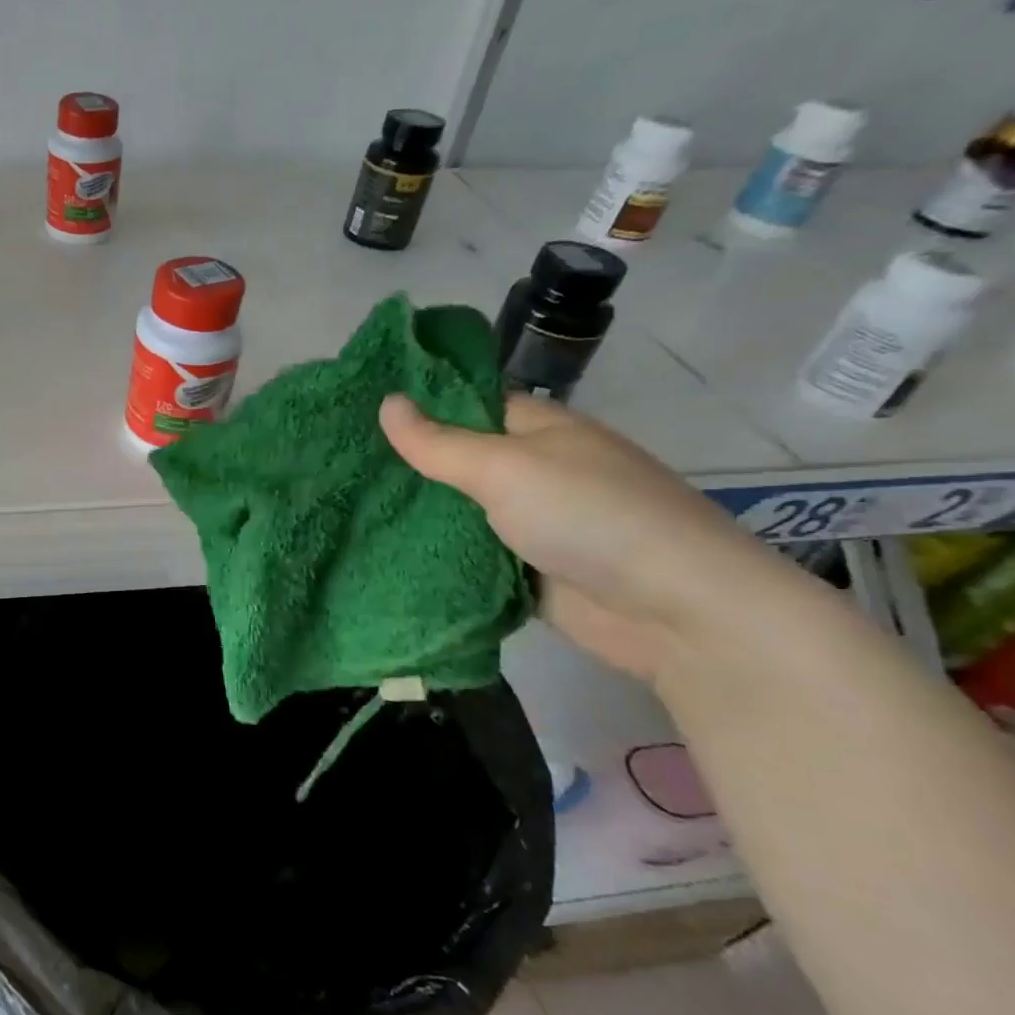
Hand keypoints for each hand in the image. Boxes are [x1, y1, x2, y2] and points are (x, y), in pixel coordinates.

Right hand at [380, 393, 784, 682]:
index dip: (418, 404)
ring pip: (459, 512)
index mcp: (539, 430)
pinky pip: (470, 557)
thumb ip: (440, 442)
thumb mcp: (506, 468)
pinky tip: (381, 552)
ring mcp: (531, 524)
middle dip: (406, 465)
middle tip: (338, 464)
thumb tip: (386, 401)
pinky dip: (436, 556)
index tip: (356, 410)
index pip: (468, 404)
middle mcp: (534, 471)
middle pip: (458, 460)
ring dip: (416, 514)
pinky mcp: (526, 573)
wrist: (676, 613)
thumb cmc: (590, 516)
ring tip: (345, 506)